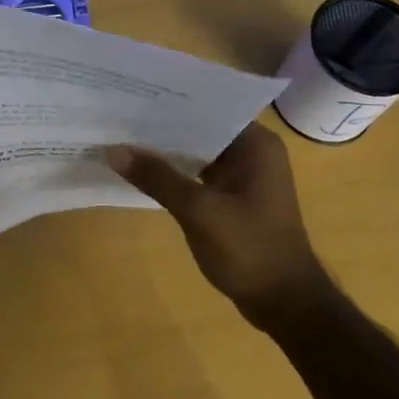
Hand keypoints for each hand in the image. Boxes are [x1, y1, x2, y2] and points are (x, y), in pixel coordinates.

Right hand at [106, 123, 332, 335]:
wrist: (284, 304)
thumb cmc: (250, 250)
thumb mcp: (199, 210)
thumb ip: (157, 177)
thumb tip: (113, 150)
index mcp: (256, 144)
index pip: (208, 108)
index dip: (170, 102)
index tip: (132, 94)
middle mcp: (251, 153)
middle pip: (199, 130)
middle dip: (161, 127)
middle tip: (116, 114)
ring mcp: (241, 177)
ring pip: (195, 153)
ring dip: (165, 151)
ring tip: (120, 136)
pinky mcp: (231, 199)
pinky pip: (196, 175)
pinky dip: (172, 174)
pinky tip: (140, 171)